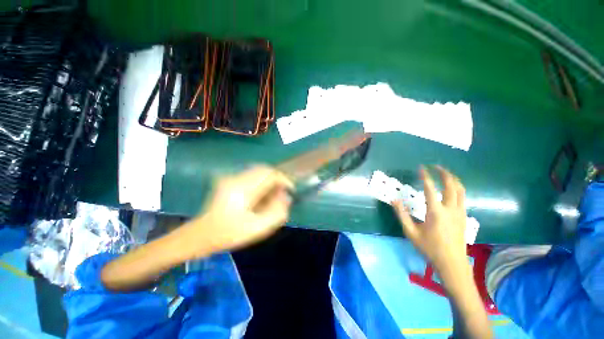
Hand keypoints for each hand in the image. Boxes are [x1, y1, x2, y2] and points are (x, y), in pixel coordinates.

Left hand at [188, 166, 293, 254]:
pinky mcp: (230, 180)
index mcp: (243, 189)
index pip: (270, 174)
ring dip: (270, 179)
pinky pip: (252, 175)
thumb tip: (286, 197)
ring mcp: (232, 177)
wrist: (200, 235)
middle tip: (283, 192)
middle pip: (265, 169)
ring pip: (259, 170)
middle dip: (278, 178)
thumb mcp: (257, 229)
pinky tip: (262, 193)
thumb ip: (277, 213)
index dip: (284, 180)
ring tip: (274, 193)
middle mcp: (237, 178)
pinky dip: (262, 181)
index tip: (291, 190)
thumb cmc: (229, 234)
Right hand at [393, 166, 467, 273]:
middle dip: (444, 173)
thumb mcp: (411, 232)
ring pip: (461, 190)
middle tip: (436, 166)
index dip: (425, 176)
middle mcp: (450, 209)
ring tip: (445, 173)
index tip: (421, 168)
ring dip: (453, 179)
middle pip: (451, 185)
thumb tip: (394, 200)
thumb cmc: (429, 248)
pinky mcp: (464, 216)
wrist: (452, 263)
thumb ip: (401, 215)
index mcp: (436, 212)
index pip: (430, 189)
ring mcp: (460, 212)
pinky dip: (457, 188)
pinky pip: (463, 197)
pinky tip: (451, 188)